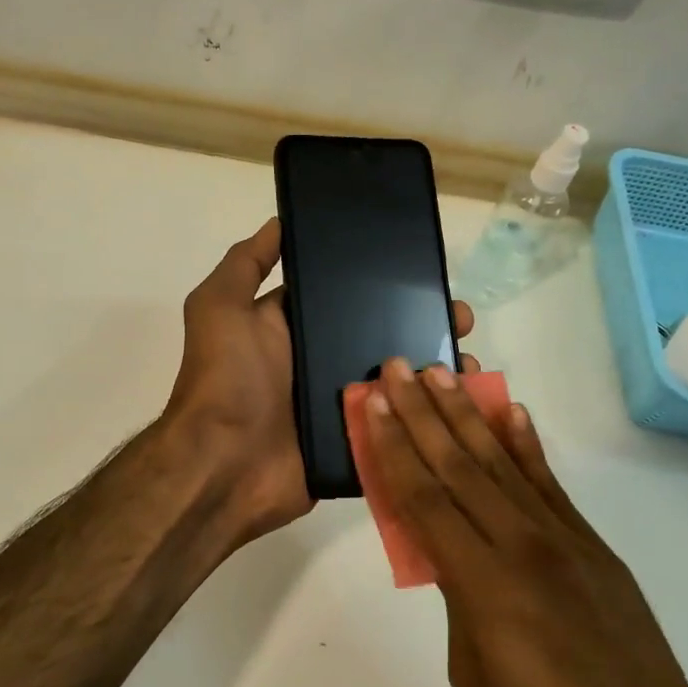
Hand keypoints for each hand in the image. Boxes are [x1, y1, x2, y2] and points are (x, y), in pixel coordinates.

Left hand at [163, 220, 474, 546]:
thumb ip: (245, 264)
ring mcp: (340, 403)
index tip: (424, 271)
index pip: (346, 295)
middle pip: (380, 335)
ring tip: (468, 363)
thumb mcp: (220, 307)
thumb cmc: (225, 378)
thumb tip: (279, 221)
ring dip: (433, 369)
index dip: (382, 283)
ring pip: (396, 379)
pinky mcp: (355, 439)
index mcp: (294, 327)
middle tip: (460, 319)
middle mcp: (319, 360)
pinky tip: (463, 404)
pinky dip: (428, 415)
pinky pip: (398, 423)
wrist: (224, 465)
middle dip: (422, 324)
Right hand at [360, 359, 687, 686]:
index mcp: (483, 584)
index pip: (425, 499)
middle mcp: (521, 545)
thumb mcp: (472, 673)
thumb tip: (447, 550)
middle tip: (397, 368)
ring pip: (501, 462)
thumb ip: (455, 598)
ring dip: (466, 414)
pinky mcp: (590, 542)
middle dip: (421, 413)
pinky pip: (549, 483)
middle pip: (458, 465)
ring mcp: (561, 538)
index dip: (394, 448)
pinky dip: (526, 444)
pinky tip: (510, 412)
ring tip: (441, 374)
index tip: (374, 404)